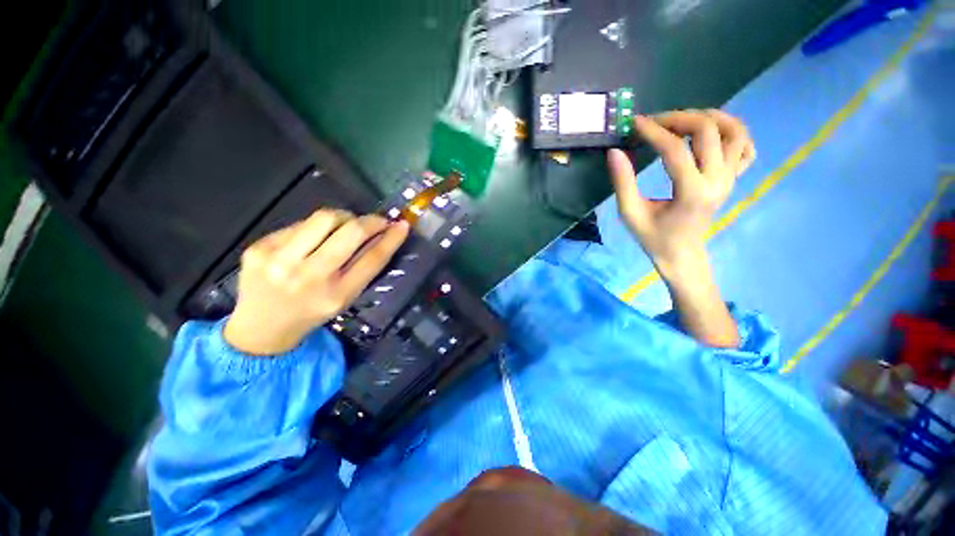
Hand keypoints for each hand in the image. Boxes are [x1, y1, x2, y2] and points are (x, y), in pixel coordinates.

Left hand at [223, 210, 409, 355]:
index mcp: (336, 295)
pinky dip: (317, 227)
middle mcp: (309, 277)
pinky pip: (300, 224)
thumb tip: (382, 235)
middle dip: (370, 221)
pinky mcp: (259, 247)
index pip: (372, 258)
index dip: (391, 239)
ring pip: (325, 218)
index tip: (402, 225)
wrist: (260, 328)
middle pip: (350, 232)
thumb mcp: (345, 298)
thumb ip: (363, 267)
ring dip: (345, 217)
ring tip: (347, 225)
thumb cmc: (312, 313)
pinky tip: (315, 238)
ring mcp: (279, 260)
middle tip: (377, 221)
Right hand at [608, 109, 754, 280]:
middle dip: (678, 118)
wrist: (681, 254)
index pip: (675, 149)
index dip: (653, 132)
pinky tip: (709, 136)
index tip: (634, 124)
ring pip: (735, 131)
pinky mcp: (734, 179)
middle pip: (708, 130)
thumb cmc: (653, 237)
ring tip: (683, 121)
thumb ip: (623, 182)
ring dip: (709, 118)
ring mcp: (731, 178)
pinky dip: (731, 133)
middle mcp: (718, 180)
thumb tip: (615, 151)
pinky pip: (745, 147)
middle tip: (655, 122)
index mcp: (691, 192)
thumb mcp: (630, 213)